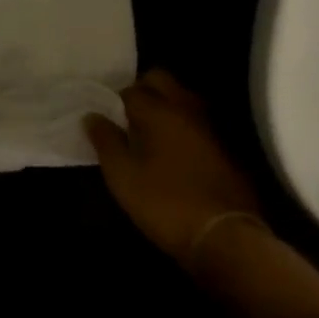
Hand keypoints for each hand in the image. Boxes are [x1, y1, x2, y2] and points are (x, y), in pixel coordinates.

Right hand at [84, 69, 264, 264]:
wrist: (227, 237)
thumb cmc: (166, 203)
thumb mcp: (124, 177)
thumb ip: (106, 142)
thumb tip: (92, 116)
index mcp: (158, 110)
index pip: (131, 89)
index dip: (115, 100)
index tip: (107, 117)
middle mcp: (186, 108)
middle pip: (162, 80)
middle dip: (143, 89)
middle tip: (129, 116)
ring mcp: (210, 126)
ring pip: (183, 97)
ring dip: (166, 105)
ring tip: (151, 132)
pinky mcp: (226, 147)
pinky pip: (198, 120)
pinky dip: (184, 124)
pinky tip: (176, 149)